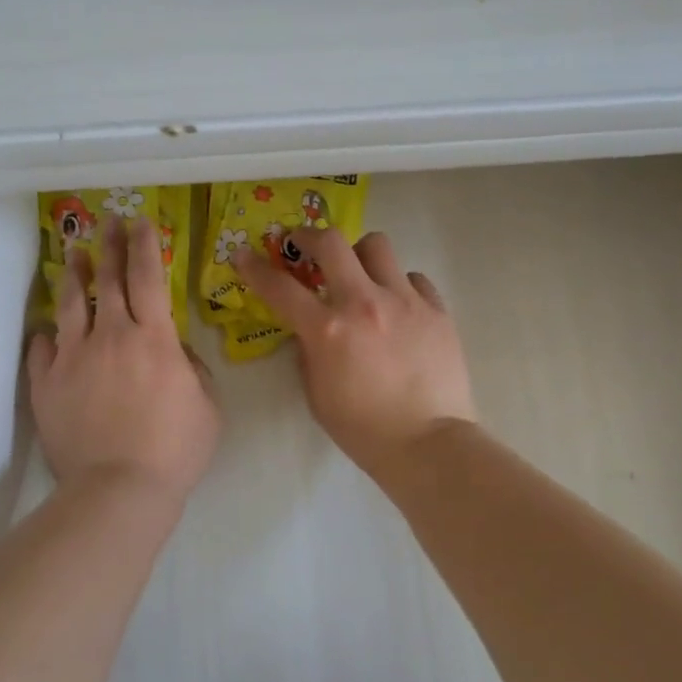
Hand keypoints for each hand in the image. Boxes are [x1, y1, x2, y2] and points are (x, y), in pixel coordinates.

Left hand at [28, 216, 219, 506]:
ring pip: (70, 305)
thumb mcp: (208, 406)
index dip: (145, 246)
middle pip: (107, 280)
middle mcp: (111, 336)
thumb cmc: (175, 449)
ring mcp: (73, 358)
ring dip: (74, 276)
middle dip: (110, 245)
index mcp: (154, 339)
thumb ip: (193, 368)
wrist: (119, 488)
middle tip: (108, 221)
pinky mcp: (46, 384)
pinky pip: (43, 351)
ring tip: (73, 254)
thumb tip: (173, 349)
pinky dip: (46, 337)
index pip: (149, 278)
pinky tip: (46, 331)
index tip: (141, 222)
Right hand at [237, 227, 475, 481]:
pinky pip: (413, 278)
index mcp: (328, 330)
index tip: (244, 256)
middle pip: (332, 243)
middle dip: (309, 237)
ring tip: (359, 274)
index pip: (280, 288)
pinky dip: (399, 285)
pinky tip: (398, 307)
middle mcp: (364, 303)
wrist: (428, 444)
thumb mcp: (317, 395)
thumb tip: (309, 331)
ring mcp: (405, 302)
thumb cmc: (364, 430)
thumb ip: (308, 354)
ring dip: (359, 255)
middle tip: (304, 245)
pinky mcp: (436, 310)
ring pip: (378, 246)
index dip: (255, 268)